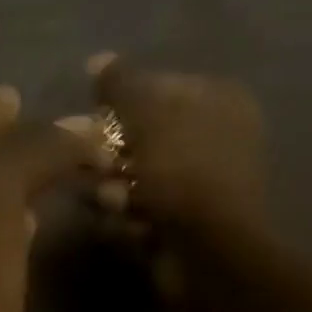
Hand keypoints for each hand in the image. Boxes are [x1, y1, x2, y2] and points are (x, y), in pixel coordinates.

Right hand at [84, 54, 267, 311]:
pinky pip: (137, 208)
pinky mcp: (181, 219)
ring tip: (117, 203)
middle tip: (99, 165)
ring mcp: (197, 181)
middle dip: (111, 154)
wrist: (206, 251)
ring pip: (131, 174)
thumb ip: (119, 83)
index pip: (154, 85)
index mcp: (218, 99)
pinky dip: (128, 216)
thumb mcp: (146, 113)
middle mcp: (212, 135)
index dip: (118, 103)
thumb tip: (97, 60)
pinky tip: (131, 225)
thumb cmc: (180, 172)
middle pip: (138, 133)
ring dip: (114, 189)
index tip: (93, 121)